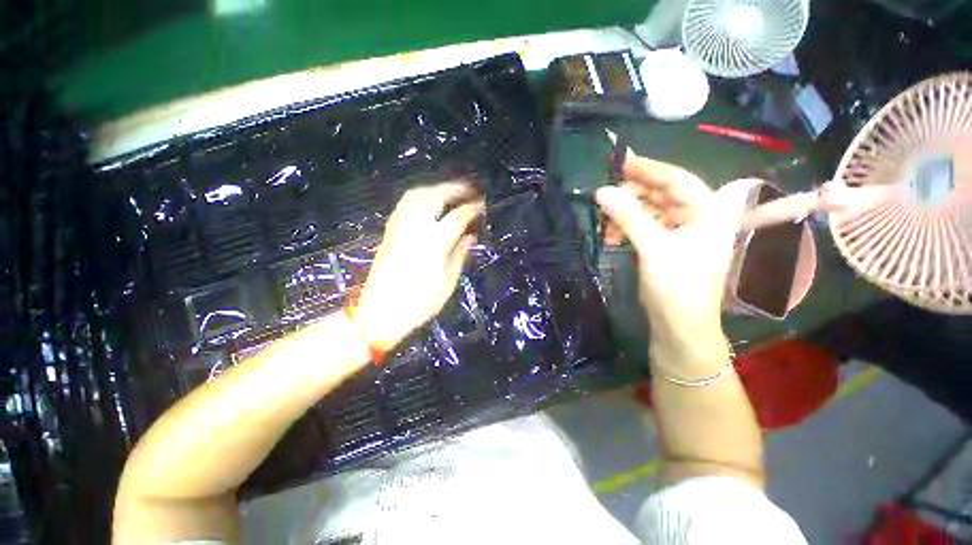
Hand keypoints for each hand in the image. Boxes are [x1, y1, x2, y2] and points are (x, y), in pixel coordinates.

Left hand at [355, 182, 483, 350]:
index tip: (482, 202)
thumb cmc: (419, 302)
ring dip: (435, 188)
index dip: (471, 208)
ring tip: (450, 190)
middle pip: (435, 197)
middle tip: (469, 188)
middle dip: (453, 189)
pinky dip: (419, 196)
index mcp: (434, 243)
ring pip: (416, 196)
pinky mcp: (389, 232)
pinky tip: (428, 201)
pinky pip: (405, 204)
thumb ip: (459, 254)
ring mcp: (399, 228)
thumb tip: (470, 236)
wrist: (379, 312)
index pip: (456, 217)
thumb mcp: (447, 282)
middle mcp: (415, 229)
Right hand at [596, 155, 757, 344]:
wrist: (679, 325)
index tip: (620, 163)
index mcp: (707, 212)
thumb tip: (601, 192)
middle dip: (631, 197)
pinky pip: (642, 226)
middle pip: (660, 194)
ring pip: (648, 211)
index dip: (648, 169)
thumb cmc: (677, 285)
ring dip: (624, 216)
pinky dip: (626, 229)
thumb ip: (628, 217)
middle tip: (604, 198)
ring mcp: (679, 231)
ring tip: (606, 226)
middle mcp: (696, 217)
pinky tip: (611, 237)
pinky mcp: (664, 244)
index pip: (677, 180)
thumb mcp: (653, 247)